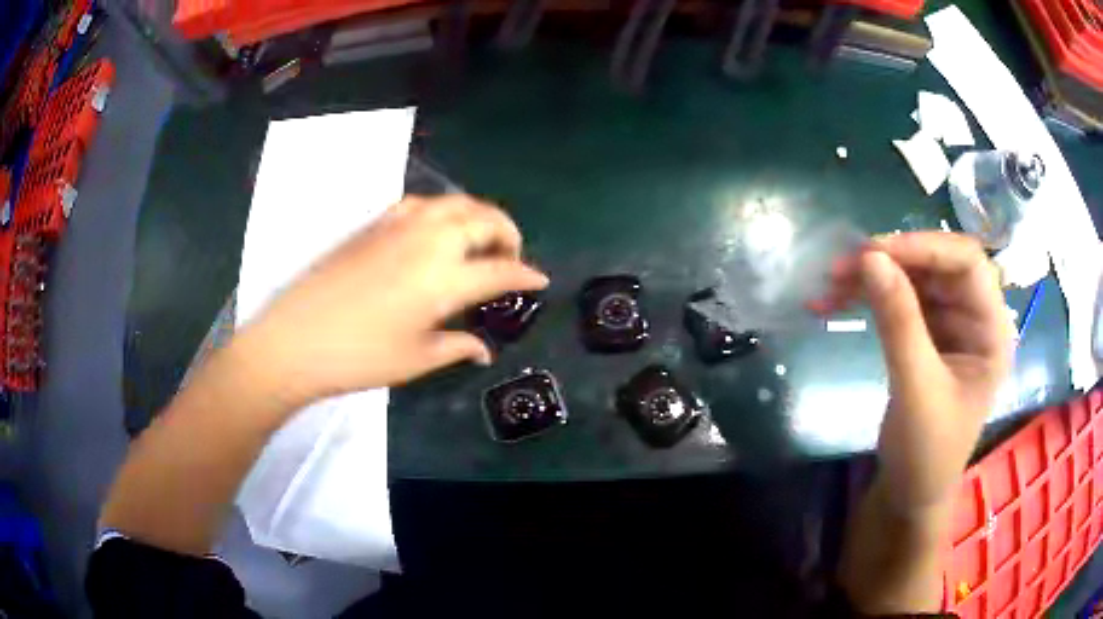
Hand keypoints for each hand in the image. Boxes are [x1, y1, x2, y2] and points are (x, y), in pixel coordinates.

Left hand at [237, 195, 548, 403]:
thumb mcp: (415, 359)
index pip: (501, 270)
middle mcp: (429, 240)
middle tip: (511, 256)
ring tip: (479, 238)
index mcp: (445, 278)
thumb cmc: (359, 357)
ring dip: (478, 215)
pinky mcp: (375, 223)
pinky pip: (423, 204)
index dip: (526, 275)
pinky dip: (443, 211)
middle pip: (484, 219)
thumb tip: (482, 349)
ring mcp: (400, 225)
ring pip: (455, 203)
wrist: (296, 339)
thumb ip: (456, 346)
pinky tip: (435, 231)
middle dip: (508, 233)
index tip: (540, 280)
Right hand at [817, 232, 1012, 512]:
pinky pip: (898, 299)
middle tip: (843, 266)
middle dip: (892, 260)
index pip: (967, 263)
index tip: (874, 252)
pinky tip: (835, 302)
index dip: (925, 247)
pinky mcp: (926, 334)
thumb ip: (899, 323)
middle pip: (937, 264)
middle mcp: (974, 317)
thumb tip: (869, 258)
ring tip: (831, 284)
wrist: (910, 494)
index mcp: (991, 329)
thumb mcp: (916, 390)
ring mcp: (949, 324)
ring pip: (914, 277)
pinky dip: (868, 297)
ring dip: (873, 276)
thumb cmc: (927, 453)